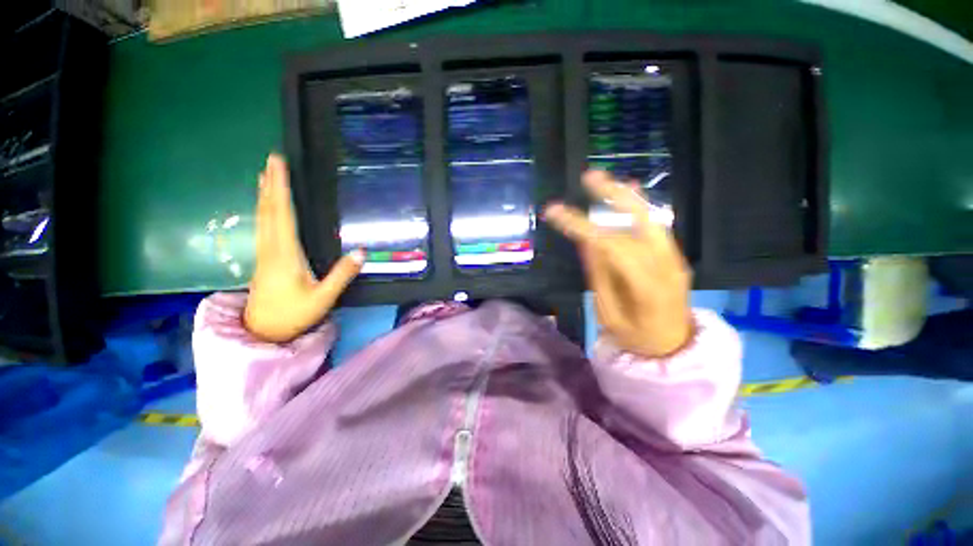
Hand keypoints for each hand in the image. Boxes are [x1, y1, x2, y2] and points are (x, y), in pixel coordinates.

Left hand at [244, 154, 363, 342]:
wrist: (263, 332)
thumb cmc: (294, 315)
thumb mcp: (324, 298)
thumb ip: (342, 275)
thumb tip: (362, 252)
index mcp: (285, 254)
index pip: (282, 214)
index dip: (281, 188)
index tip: (279, 164)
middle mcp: (271, 248)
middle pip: (268, 210)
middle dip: (271, 183)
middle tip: (272, 159)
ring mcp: (264, 253)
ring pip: (262, 216)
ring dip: (265, 194)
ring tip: (266, 175)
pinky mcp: (264, 258)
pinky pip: (263, 225)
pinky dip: (264, 209)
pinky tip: (266, 206)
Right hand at [544, 171, 692, 357]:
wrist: (674, 349)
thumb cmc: (636, 338)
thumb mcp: (608, 313)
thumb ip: (599, 275)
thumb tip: (586, 241)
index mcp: (646, 285)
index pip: (610, 245)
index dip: (581, 226)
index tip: (554, 212)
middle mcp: (666, 264)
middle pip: (639, 220)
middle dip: (611, 196)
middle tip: (588, 177)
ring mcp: (674, 257)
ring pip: (650, 217)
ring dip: (624, 197)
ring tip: (602, 181)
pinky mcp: (673, 255)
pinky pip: (655, 225)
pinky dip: (638, 208)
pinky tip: (626, 193)